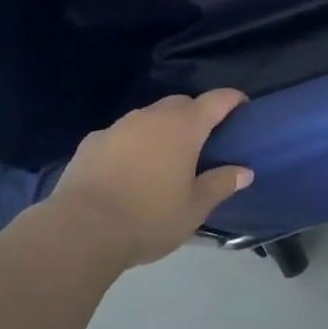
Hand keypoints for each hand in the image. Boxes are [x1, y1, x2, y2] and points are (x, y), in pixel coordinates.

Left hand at [47, 90, 253, 267]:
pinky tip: (129, 169)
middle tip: (203, 141)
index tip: (242, 108)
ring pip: (149, 116)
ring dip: (162, 128)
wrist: (82, 228)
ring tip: (165, 157)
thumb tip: (244, 171)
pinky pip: (122, 134)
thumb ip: (221, 184)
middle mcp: (152, 116)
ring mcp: (119, 126)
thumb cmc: (149, 217)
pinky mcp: (93, 140)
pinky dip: (133, 143)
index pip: (217, 100)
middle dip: (196, 114)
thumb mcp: (194, 208)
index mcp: (184, 127)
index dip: (233, 100)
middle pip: (181, 103)